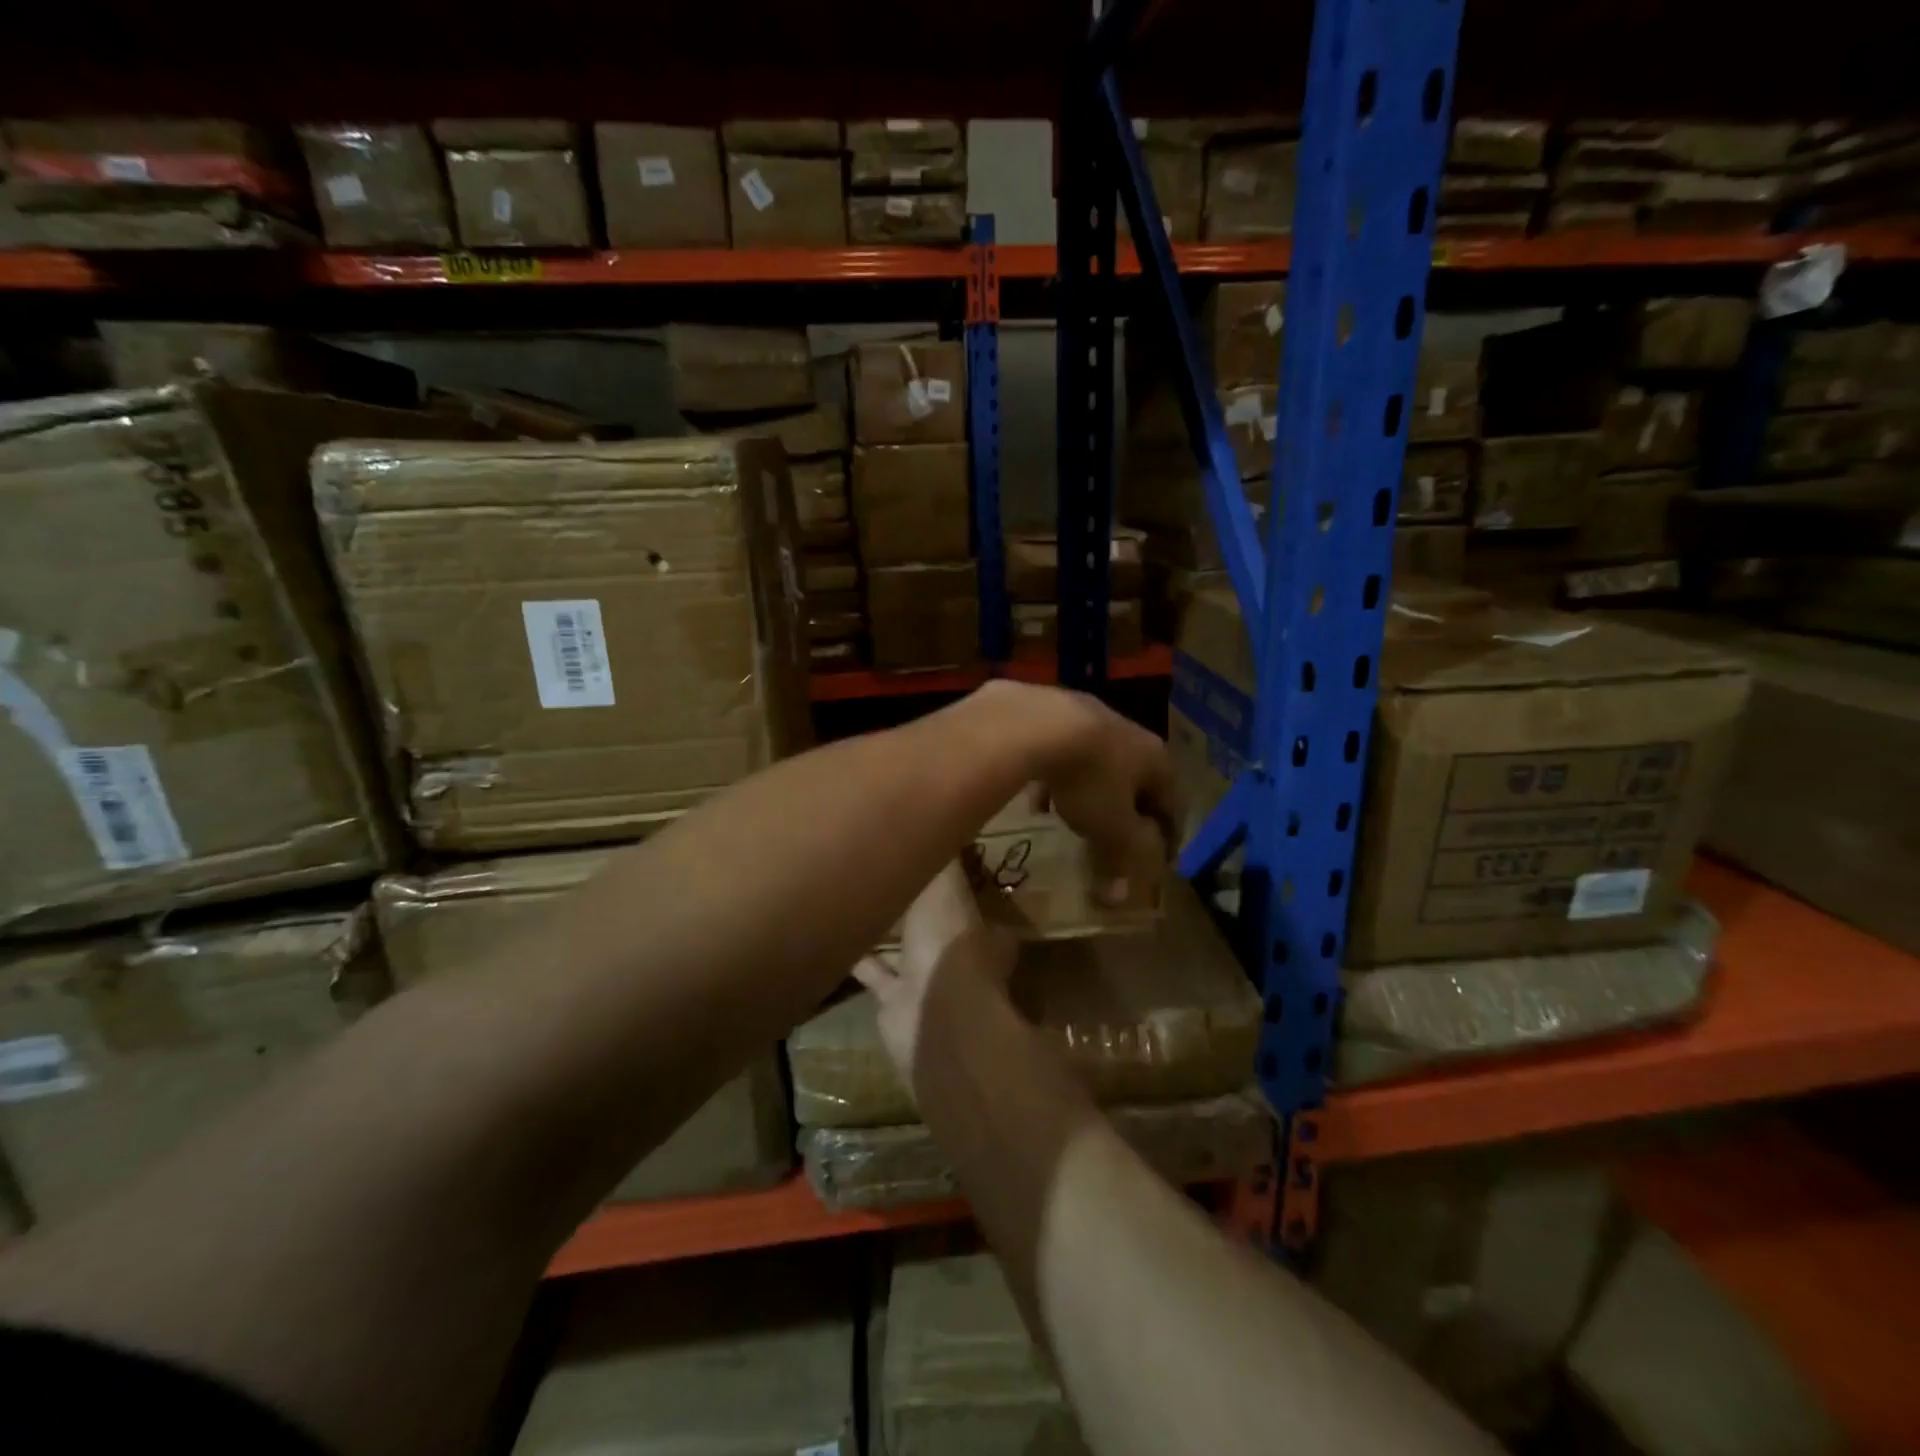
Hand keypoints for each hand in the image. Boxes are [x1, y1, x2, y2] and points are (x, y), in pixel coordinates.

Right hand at [853, 860, 1016, 1082]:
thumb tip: (937, 815)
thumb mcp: (945, 886)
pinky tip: (835, 934)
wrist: (932, 1016)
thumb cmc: (948, 942)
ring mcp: (926, 980)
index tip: (931, 851)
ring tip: (857, 894)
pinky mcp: (895, 1001)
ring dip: (886, 928)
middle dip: (916, 902)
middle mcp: (956, 953)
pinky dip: (858, 958)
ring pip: (905, 949)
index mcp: (978, 926)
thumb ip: (940, 859)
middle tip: (888, 869)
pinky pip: (874, 974)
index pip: (968, 894)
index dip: (953, 875)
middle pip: (934, 922)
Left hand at [1022, 685, 1179, 906]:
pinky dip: (1056, 777)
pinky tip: (1036, 798)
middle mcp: (1130, 732)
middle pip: (1136, 778)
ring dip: (1090, 791)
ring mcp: (1089, 715)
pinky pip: (1061, 751)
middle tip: (1118, 834)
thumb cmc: (1089, 778)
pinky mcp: (1051, 710)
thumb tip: (1120, 899)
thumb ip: (1118, 861)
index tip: (1163, 857)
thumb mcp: (1109, 828)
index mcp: (1156, 759)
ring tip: (1073, 817)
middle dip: (1127, 808)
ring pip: (1097, 762)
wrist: (1036, 722)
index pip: (1172, 803)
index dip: (1169, 834)